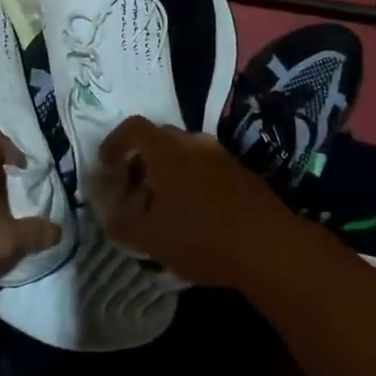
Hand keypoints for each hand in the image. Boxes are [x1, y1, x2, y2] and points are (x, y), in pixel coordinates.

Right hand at [89, 116, 297, 287]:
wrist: (270, 246)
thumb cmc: (201, 237)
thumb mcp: (151, 239)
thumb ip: (122, 225)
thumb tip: (108, 216)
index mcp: (166, 150)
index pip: (132, 128)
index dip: (114, 144)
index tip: (106, 167)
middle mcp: (193, 142)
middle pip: (158, 138)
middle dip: (141, 160)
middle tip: (133, 190)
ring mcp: (220, 156)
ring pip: (185, 153)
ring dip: (169, 171)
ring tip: (163, 205)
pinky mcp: (241, 173)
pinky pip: (206, 168)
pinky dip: (192, 181)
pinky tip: (194, 214)